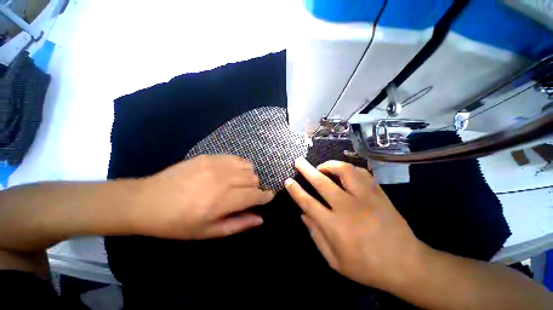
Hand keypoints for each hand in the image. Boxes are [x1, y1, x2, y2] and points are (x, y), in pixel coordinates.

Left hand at [134, 155, 273, 239]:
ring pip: (248, 167)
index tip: (269, 197)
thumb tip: (260, 218)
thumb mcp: (208, 232)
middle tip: (246, 195)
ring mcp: (216, 165)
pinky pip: (236, 158)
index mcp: (223, 201)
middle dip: (255, 189)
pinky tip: (232, 172)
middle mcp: (223, 180)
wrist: (147, 201)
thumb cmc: (178, 223)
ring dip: (249, 176)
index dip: (266, 196)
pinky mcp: (210, 157)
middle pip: (254, 179)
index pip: (255, 195)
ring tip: (240, 183)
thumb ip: (238, 224)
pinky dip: (240, 165)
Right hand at [285, 158, 422, 290]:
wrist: (406, 265)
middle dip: (307, 169)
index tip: (288, 181)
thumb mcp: (335, 261)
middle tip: (299, 161)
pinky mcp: (378, 193)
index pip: (308, 202)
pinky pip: (361, 173)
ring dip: (330, 165)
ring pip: (344, 171)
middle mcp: (348, 207)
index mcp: (335, 226)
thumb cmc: (367, 267)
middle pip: (322, 182)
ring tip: (323, 167)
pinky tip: (344, 172)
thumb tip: (303, 215)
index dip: (296, 190)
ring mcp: (365, 198)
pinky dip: (349, 168)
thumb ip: (316, 236)